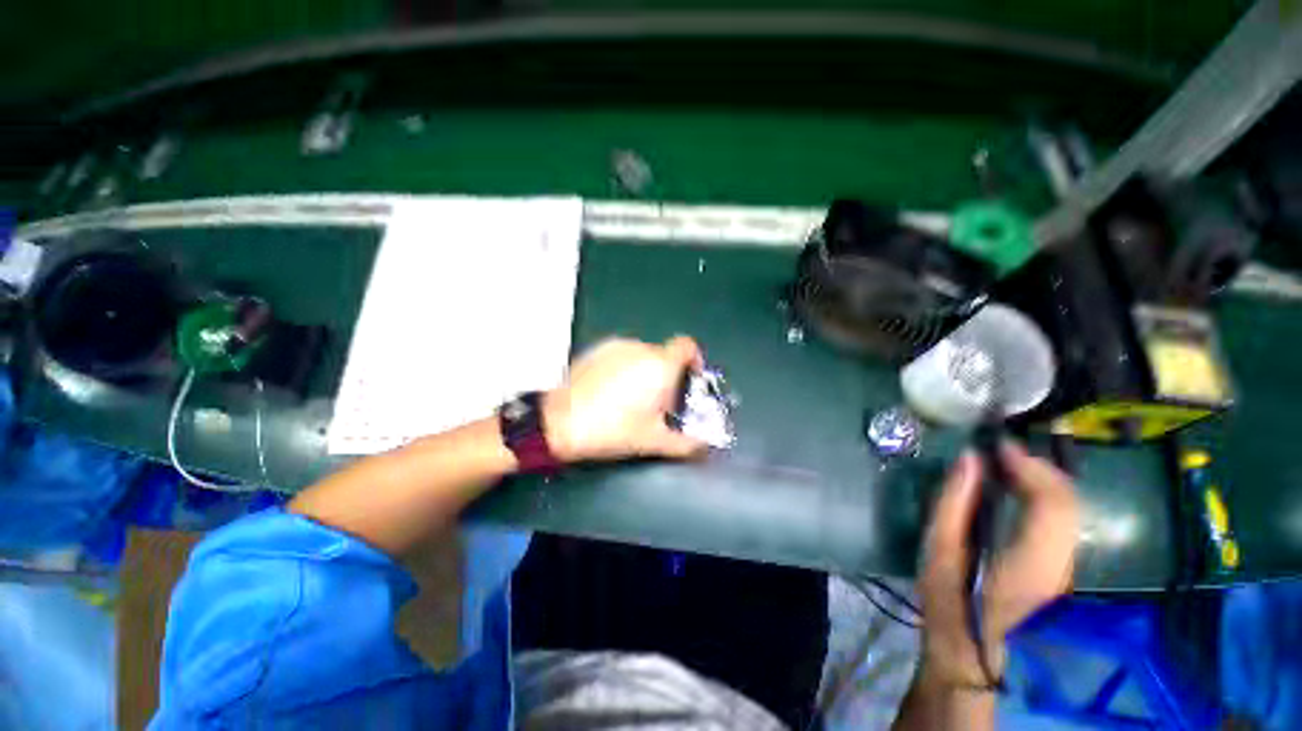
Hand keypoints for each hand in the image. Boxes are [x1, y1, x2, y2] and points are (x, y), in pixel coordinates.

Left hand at [543, 336, 706, 461]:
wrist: (560, 422)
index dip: (694, 359)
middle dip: (668, 375)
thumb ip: (686, 444)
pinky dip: (625, 368)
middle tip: (659, 403)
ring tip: (633, 399)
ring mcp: (616, 346)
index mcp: (660, 365)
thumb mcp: (653, 441)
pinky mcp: (596, 350)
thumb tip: (704, 448)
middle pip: (665, 355)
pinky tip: (611, 391)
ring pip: (642, 355)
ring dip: (646, 371)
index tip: (690, 379)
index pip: (687, 346)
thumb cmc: (613, 429)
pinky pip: (621, 355)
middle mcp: (640, 348)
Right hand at [918, 440, 1078, 686]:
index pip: (1053, 503)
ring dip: (1040, 481)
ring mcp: (1067, 569)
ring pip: (1068, 511)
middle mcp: (1062, 564)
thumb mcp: (939, 553)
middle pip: (1068, 503)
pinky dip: (1041, 499)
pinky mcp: (1061, 571)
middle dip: (1038, 468)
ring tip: (1006, 466)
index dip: (1032, 466)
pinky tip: (1017, 492)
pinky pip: (1060, 523)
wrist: (974, 663)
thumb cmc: (950, 607)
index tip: (1000, 445)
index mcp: (1032, 563)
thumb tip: (970, 459)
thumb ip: (954, 504)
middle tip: (1001, 452)